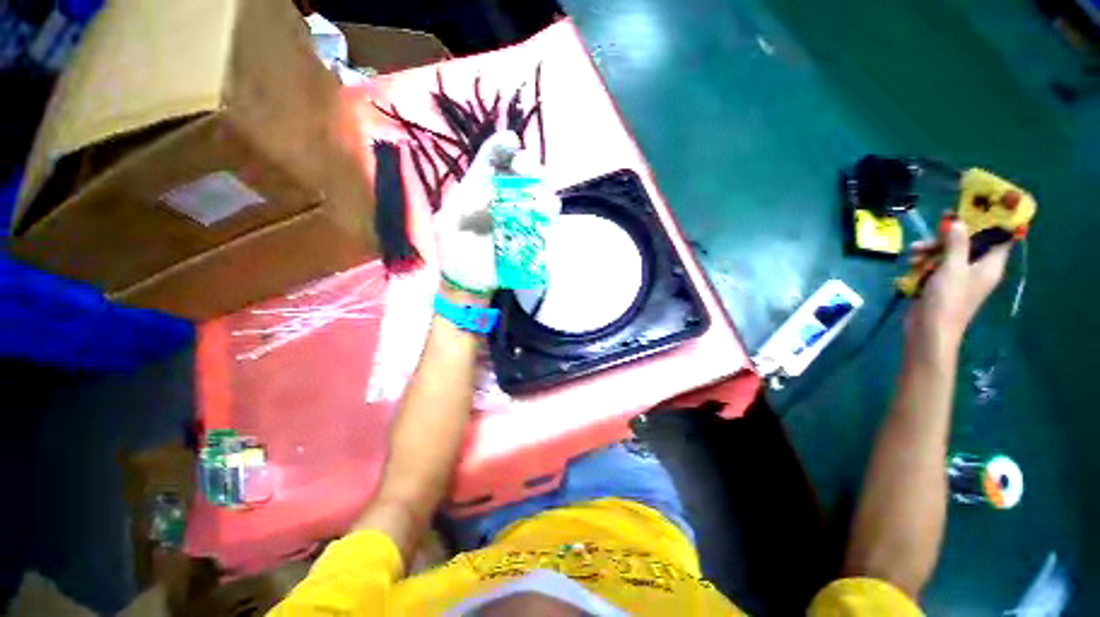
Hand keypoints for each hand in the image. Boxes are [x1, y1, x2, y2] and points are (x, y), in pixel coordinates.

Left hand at [435, 131, 558, 297]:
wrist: (466, 281)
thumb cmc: (452, 250)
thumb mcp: (446, 226)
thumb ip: (460, 207)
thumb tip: (489, 196)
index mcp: (479, 188)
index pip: (493, 160)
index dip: (502, 147)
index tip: (511, 142)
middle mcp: (504, 198)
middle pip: (523, 174)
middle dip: (528, 166)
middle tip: (525, 170)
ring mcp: (520, 218)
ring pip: (541, 196)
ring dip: (543, 192)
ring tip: (539, 201)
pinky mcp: (531, 237)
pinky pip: (547, 224)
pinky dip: (549, 219)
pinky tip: (546, 219)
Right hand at [905, 220, 1012, 357]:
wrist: (929, 331)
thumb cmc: (947, 300)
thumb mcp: (952, 268)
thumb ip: (956, 243)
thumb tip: (959, 220)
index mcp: (991, 264)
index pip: (1001, 237)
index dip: (992, 221)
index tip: (977, 207)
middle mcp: (979, 268)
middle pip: (971, 242)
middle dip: (951, 234)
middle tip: (936, 228)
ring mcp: (960, 277)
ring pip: (949, 252)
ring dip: (932, 248)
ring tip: (914, 251)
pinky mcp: (942, 284)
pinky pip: (937, 264)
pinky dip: (925, 261)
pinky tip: (912, 263)